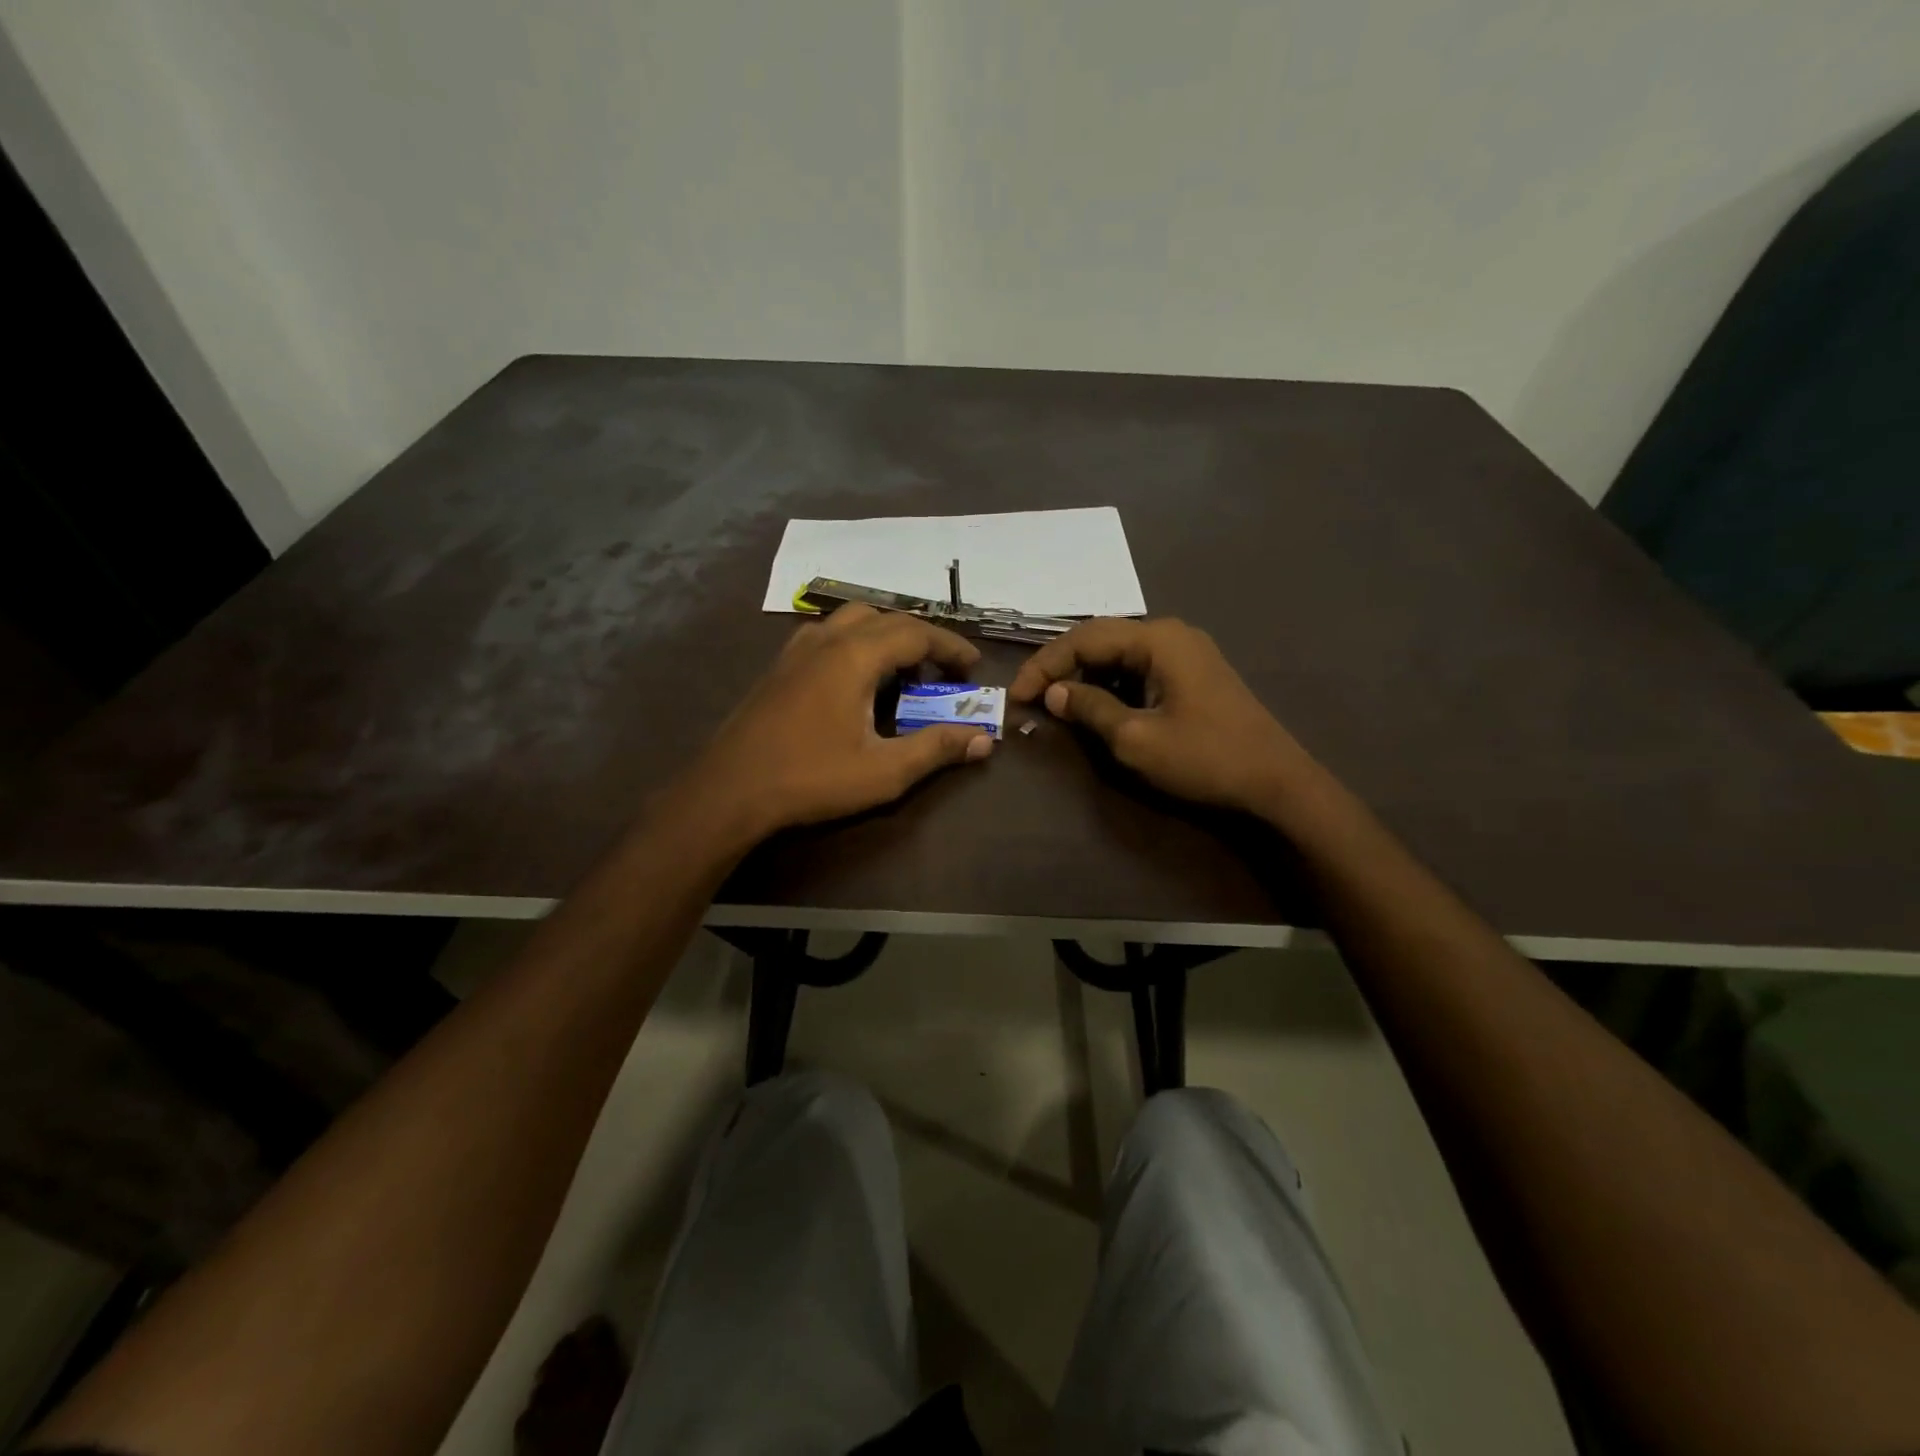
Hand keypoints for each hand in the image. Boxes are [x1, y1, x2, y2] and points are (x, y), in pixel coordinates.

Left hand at [678, 604, 993, 844]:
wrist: (730, 790)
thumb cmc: (811, 779)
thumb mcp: (883, 771)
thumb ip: (936, 749)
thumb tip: (983, 739)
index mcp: (855, 656)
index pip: (916, 633)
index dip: (950, 647)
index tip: (973, 667)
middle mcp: (826, 640)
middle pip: (886, 618)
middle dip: (921, 639)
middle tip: (943, 671)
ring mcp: (797, 649)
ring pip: (852, 621)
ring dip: (886, 636)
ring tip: (902, 672)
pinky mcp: (779, 666)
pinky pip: (828, 636)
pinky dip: (855, 644)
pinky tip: (855, 680)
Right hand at [1009, 618, 1310, 815]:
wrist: (1276, 782)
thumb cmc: (1204, 758)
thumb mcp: (1136, 738)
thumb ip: (1090, 709)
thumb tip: (1054, 693)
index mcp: (1157, 639)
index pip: (1083, 638)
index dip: (1044, 665)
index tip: (1016, 696)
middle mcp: (1171, 634)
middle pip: (1100, 639)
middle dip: (1061, 667)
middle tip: (1031, 697)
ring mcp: (1186, 652)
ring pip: (1119, 653)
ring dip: (1085, 675)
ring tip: (1057, 702)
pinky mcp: (1193, 674)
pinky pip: (1140, 668)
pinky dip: (1112, 683)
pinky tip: (1096, 704)